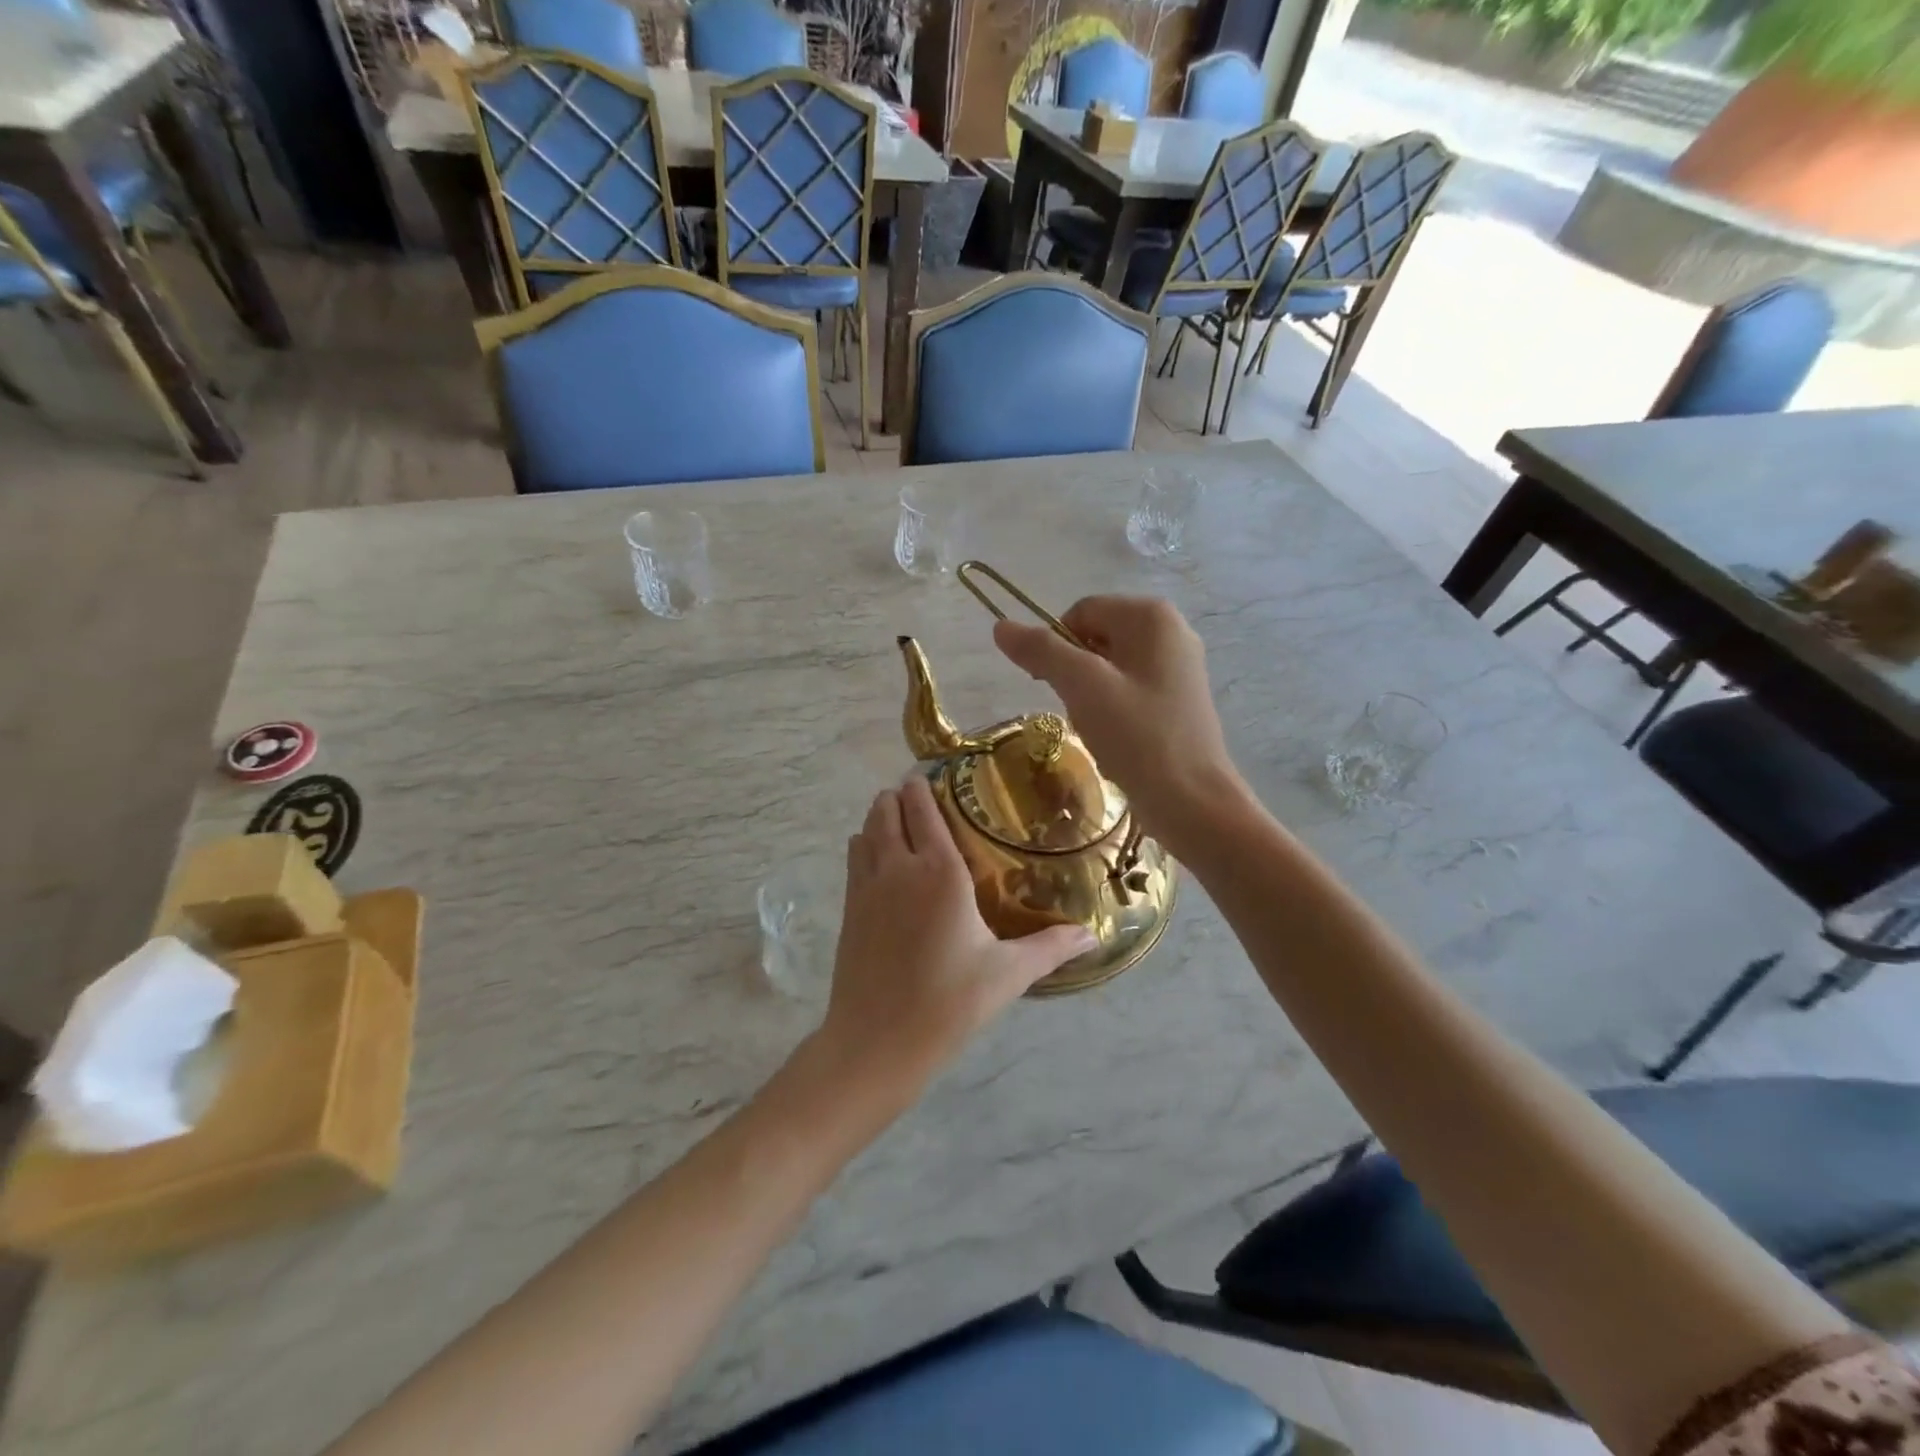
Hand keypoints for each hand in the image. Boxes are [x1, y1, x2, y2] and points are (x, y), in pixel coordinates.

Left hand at [820, 777, 1095, 1091]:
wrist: (876, 1042)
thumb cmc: (949, 1003)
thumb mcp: (1007, 974)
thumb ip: (1051, 948)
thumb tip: (1092, 936)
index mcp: (940, 872)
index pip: (923, 809)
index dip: (923, 787)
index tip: (932, 775)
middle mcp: (899, 867)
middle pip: (887, 809)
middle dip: (900, 796)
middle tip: (921, 797)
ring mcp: (867, 886)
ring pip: (866, 829)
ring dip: (879, 817)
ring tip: (900, 820)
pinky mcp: (849, 907)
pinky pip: (854, 857)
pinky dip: (864, 844)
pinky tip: (878, 857)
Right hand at [993, 596, 1244, 845]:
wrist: (1192, 802)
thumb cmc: (1137, 736)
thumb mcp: (1082, 687)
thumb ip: (1041, 651)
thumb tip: (1001, 626)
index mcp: (1152, 616)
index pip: (1080, 612)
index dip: (1055, 646)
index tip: (1048, 686)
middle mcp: (1171, 631)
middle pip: (1095, 639)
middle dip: (1075, 675)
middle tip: (1079, 711)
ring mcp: (1179, 667)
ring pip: (1108, 669)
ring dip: (1090, 698)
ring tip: (1100, 730)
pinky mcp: (1179, 700)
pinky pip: (1128, 692)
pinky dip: (1112, 713)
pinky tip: (1116, 741)